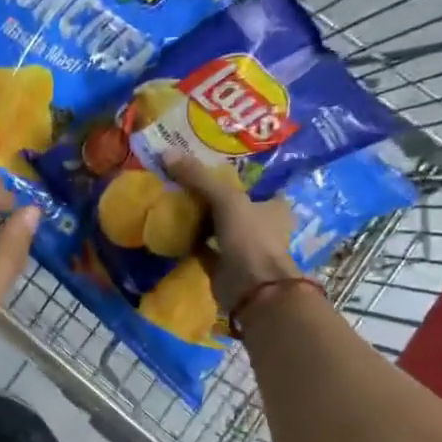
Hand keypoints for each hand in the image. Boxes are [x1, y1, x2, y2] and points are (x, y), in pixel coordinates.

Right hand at [166, 155, 297, 311]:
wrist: (252, 289)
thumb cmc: (251, 238)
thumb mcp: (226, 199)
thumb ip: (198, 177)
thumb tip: (167, 152)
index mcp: (274, 206)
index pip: (255, 183)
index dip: (234, 174)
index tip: (209, 163)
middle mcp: (262, 225)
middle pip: (234, 205)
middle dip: (212, 196)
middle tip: (184, 179)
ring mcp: (244, 248)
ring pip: (219, 227)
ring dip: (201, 219)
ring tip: (174, 200)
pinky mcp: (225, 267)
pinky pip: (205, 249)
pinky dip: (191, 241)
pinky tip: (171, 229)